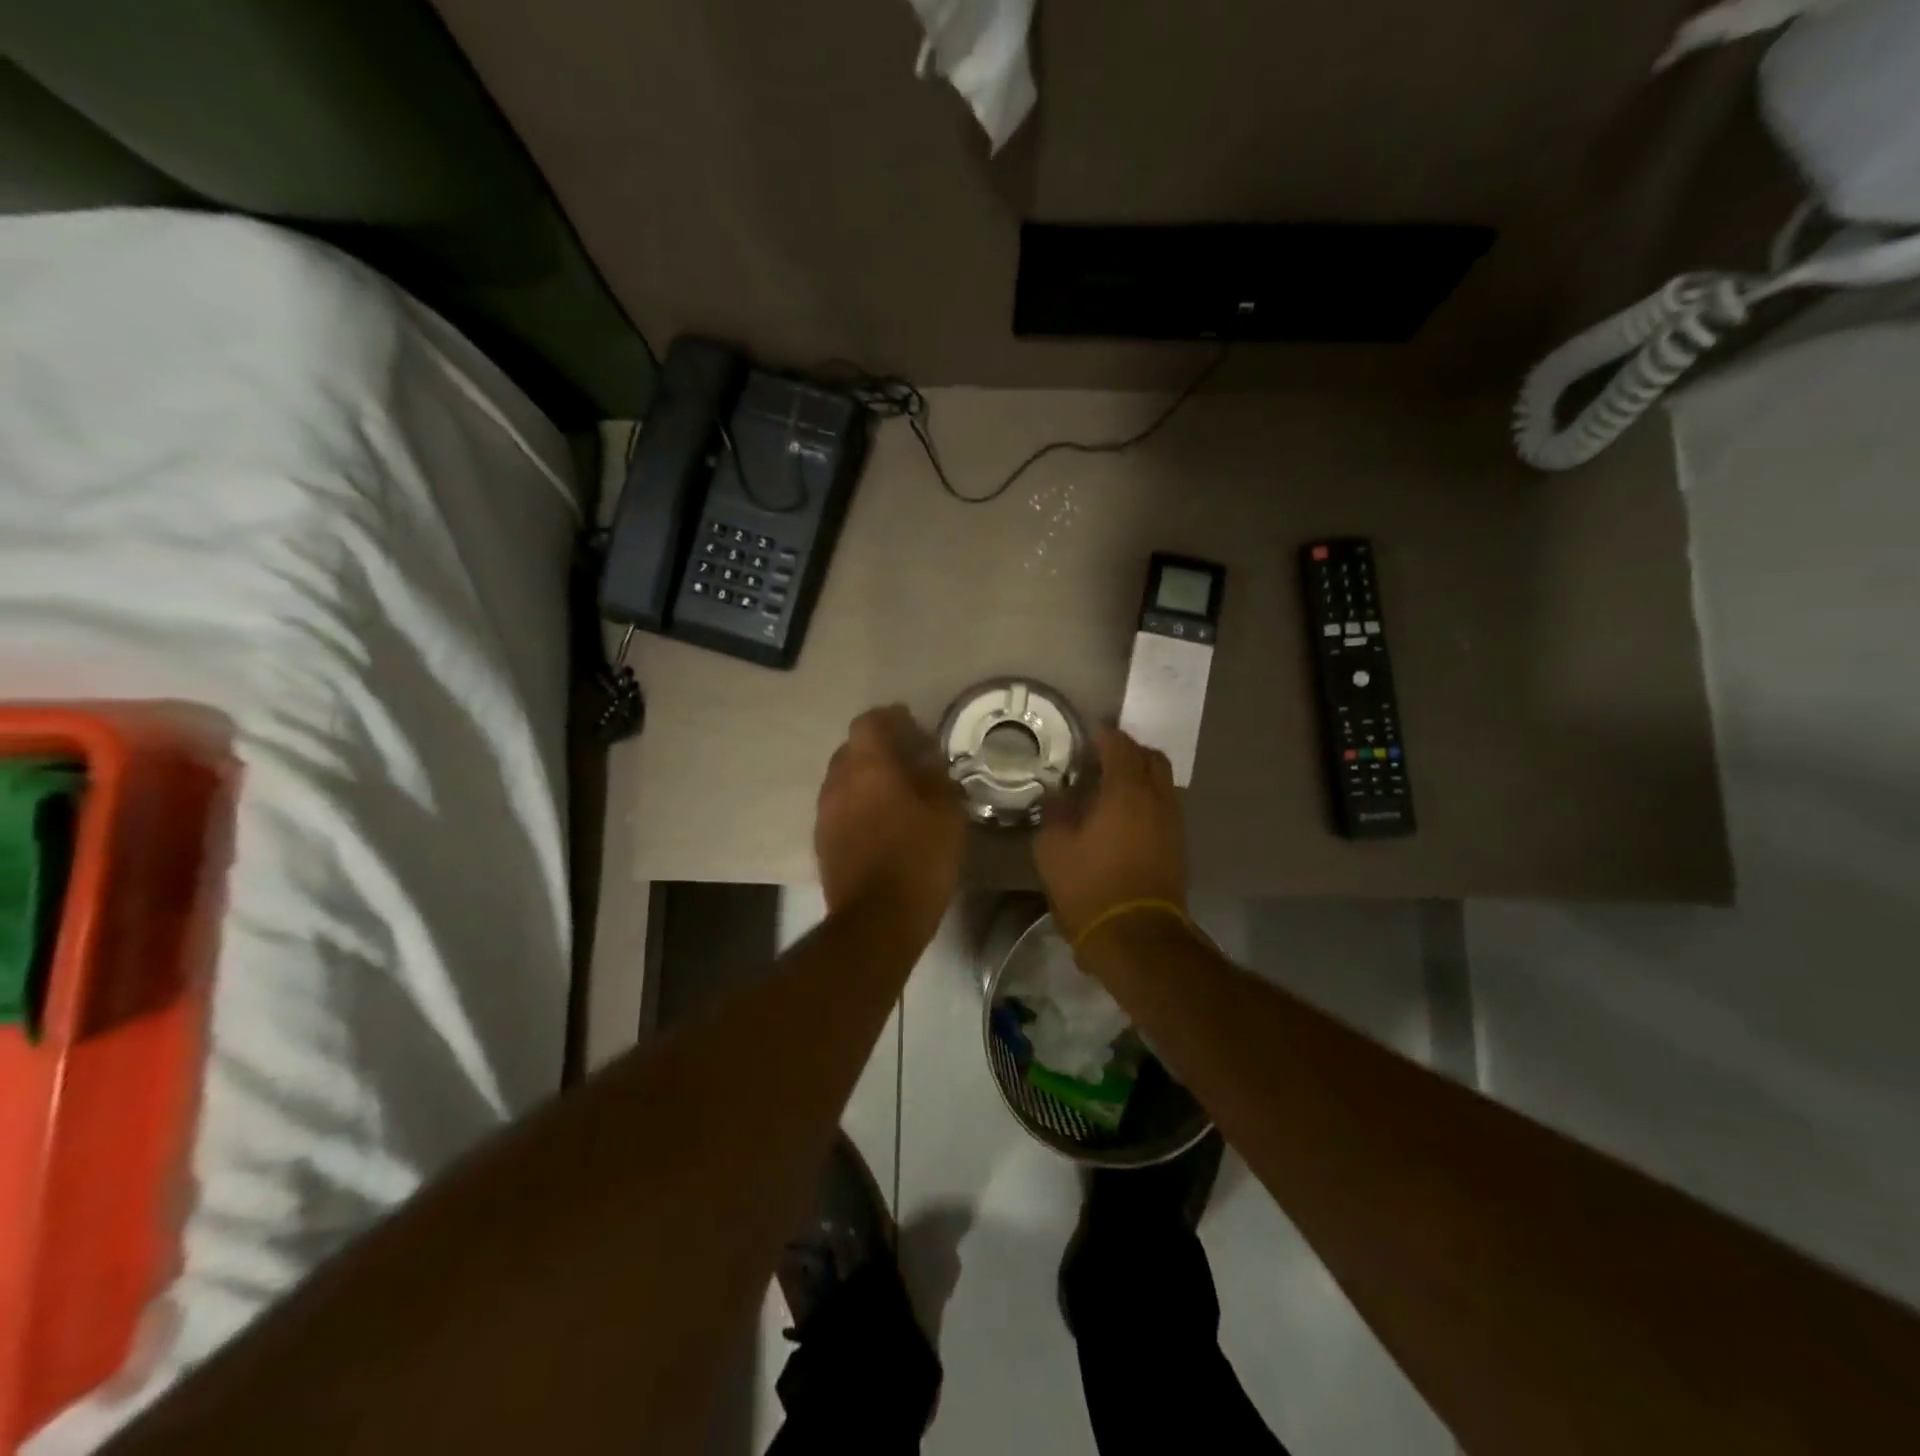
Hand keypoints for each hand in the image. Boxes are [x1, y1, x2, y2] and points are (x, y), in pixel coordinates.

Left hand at [816, 705, 965, 925]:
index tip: (913, 726)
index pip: (869, 722)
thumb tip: (928, 760)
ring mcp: (825, 813)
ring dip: (868, 777)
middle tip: (910, 760)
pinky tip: (883, 821)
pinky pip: (840, 807)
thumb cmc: (919, 859)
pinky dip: (859, 804)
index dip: (891, 719)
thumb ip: (937, 777)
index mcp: (868, 766)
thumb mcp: (946, 813)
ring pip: (844, 779)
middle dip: (880, 748)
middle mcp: (838, 782)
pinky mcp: (822, 841)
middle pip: (853, 749)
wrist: (877, 920)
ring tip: (898, 792)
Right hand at [1035, 726, 1187, 939]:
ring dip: (1141, 775)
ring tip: (1113, 785)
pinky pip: (1164, 806)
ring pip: (1163, 782)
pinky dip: (1147, 799)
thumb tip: (1057, 797)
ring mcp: (1172, 823)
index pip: (1120, 747)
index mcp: (1126, 791)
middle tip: (1103, 755)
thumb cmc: (1090, 887)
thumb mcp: (1054, 849)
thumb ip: (1055, 814)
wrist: (1136, 936)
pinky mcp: (1178, 846)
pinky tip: (1125, 814)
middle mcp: (1157, 799)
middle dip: (1129, 750)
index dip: (1105, 734)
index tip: (1089, 730)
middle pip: (1152, 758)